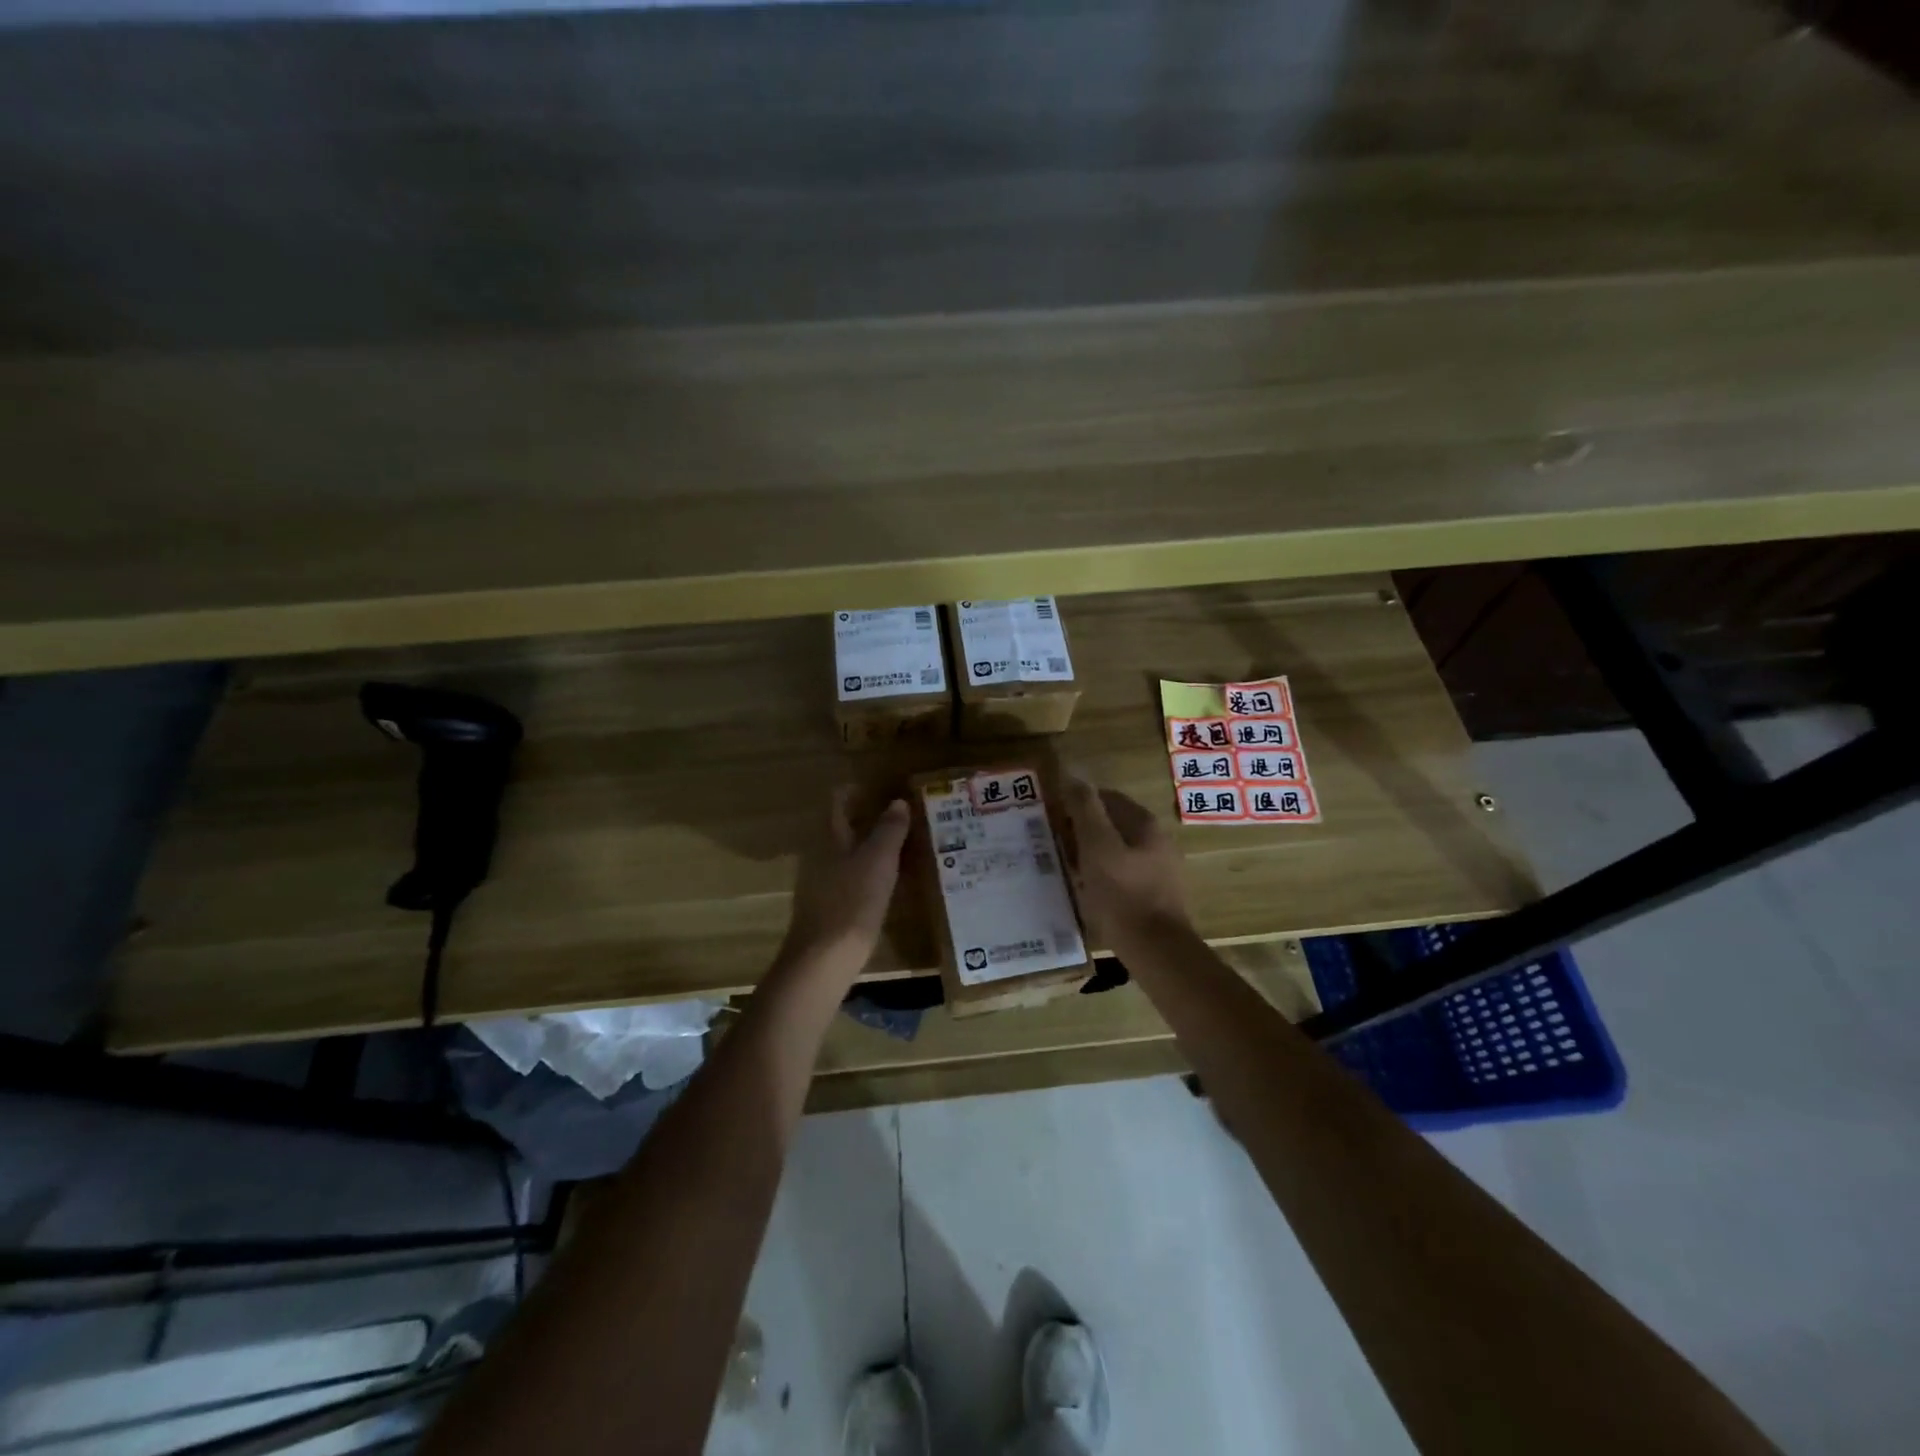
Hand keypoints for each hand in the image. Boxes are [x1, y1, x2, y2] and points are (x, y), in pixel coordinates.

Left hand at [779, 787, 910, 980]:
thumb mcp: (878, 861)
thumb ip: (889, 830)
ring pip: (849, 856)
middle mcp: (821, 857)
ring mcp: (822, 885)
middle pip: (843, 829)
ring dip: (873, 850)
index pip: (838, 802)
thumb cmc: (852, 902)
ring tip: (905, 850)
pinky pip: (852, 881)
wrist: (824, 960)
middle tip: (904, 819)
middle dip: (870, 821)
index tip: (882, 789)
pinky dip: (871, 876)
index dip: (856, 791)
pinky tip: (891, 886)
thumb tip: (897, 802)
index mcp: (830, 839)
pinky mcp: (829, 910)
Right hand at [1061, 776, 1190, 951]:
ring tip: (1064, 869)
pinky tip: (1085, 891)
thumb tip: (1071, 773)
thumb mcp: (1097, 846)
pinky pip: (1120, 874)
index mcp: (1144, 823)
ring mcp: (1158, 869)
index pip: (1104, 797)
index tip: (1050, 819)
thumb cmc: (1123, 894)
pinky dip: (1100, 876)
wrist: (1156, 951)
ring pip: (1114, 850)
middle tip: (1052, 846)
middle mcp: (1156, 840)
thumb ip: (1085, 808)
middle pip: (1110, 824)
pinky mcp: (1154, 894)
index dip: (1075, 804)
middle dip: (1080, 830)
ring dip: (1088, 854)